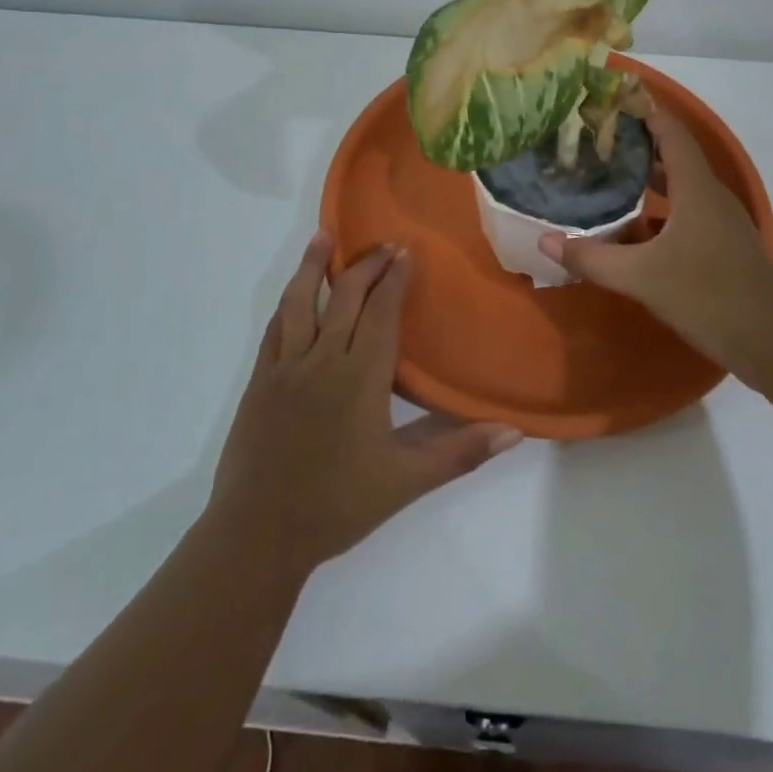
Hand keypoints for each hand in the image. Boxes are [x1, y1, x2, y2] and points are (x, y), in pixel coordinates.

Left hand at [208, 233, 521, 573]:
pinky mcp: (260, 380)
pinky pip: (275, 328)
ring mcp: (286, 367)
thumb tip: (514, 431)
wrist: (258, 535)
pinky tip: (294, 292)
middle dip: (366, 265)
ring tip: (325, 236)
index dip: (395, 279)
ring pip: (300, 301)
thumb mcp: (406, 482)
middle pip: (345, 296)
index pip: (382, 312)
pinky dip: (288, 302)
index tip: (406, 251)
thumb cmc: (337, 506)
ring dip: (313, 265)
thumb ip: (460, 452)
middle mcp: (323, 359)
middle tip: (384, 244)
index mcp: (360, 376)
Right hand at [539, 110, 772, 376]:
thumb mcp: (642, 277)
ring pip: (679, 186)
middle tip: (593, 140)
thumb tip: (545, 240)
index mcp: (695, 188)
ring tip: (604, 175)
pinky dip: (656, 209)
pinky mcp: (721, 246)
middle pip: (672, 155)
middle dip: (635, 143)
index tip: (607, 102)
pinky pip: (684, 212)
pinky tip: (630, 226)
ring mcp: (719, 222)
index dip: (643, 111)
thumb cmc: (710, 295)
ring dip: (645, 177)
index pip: (670, 131)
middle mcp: (709, 196)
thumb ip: (592, 258)